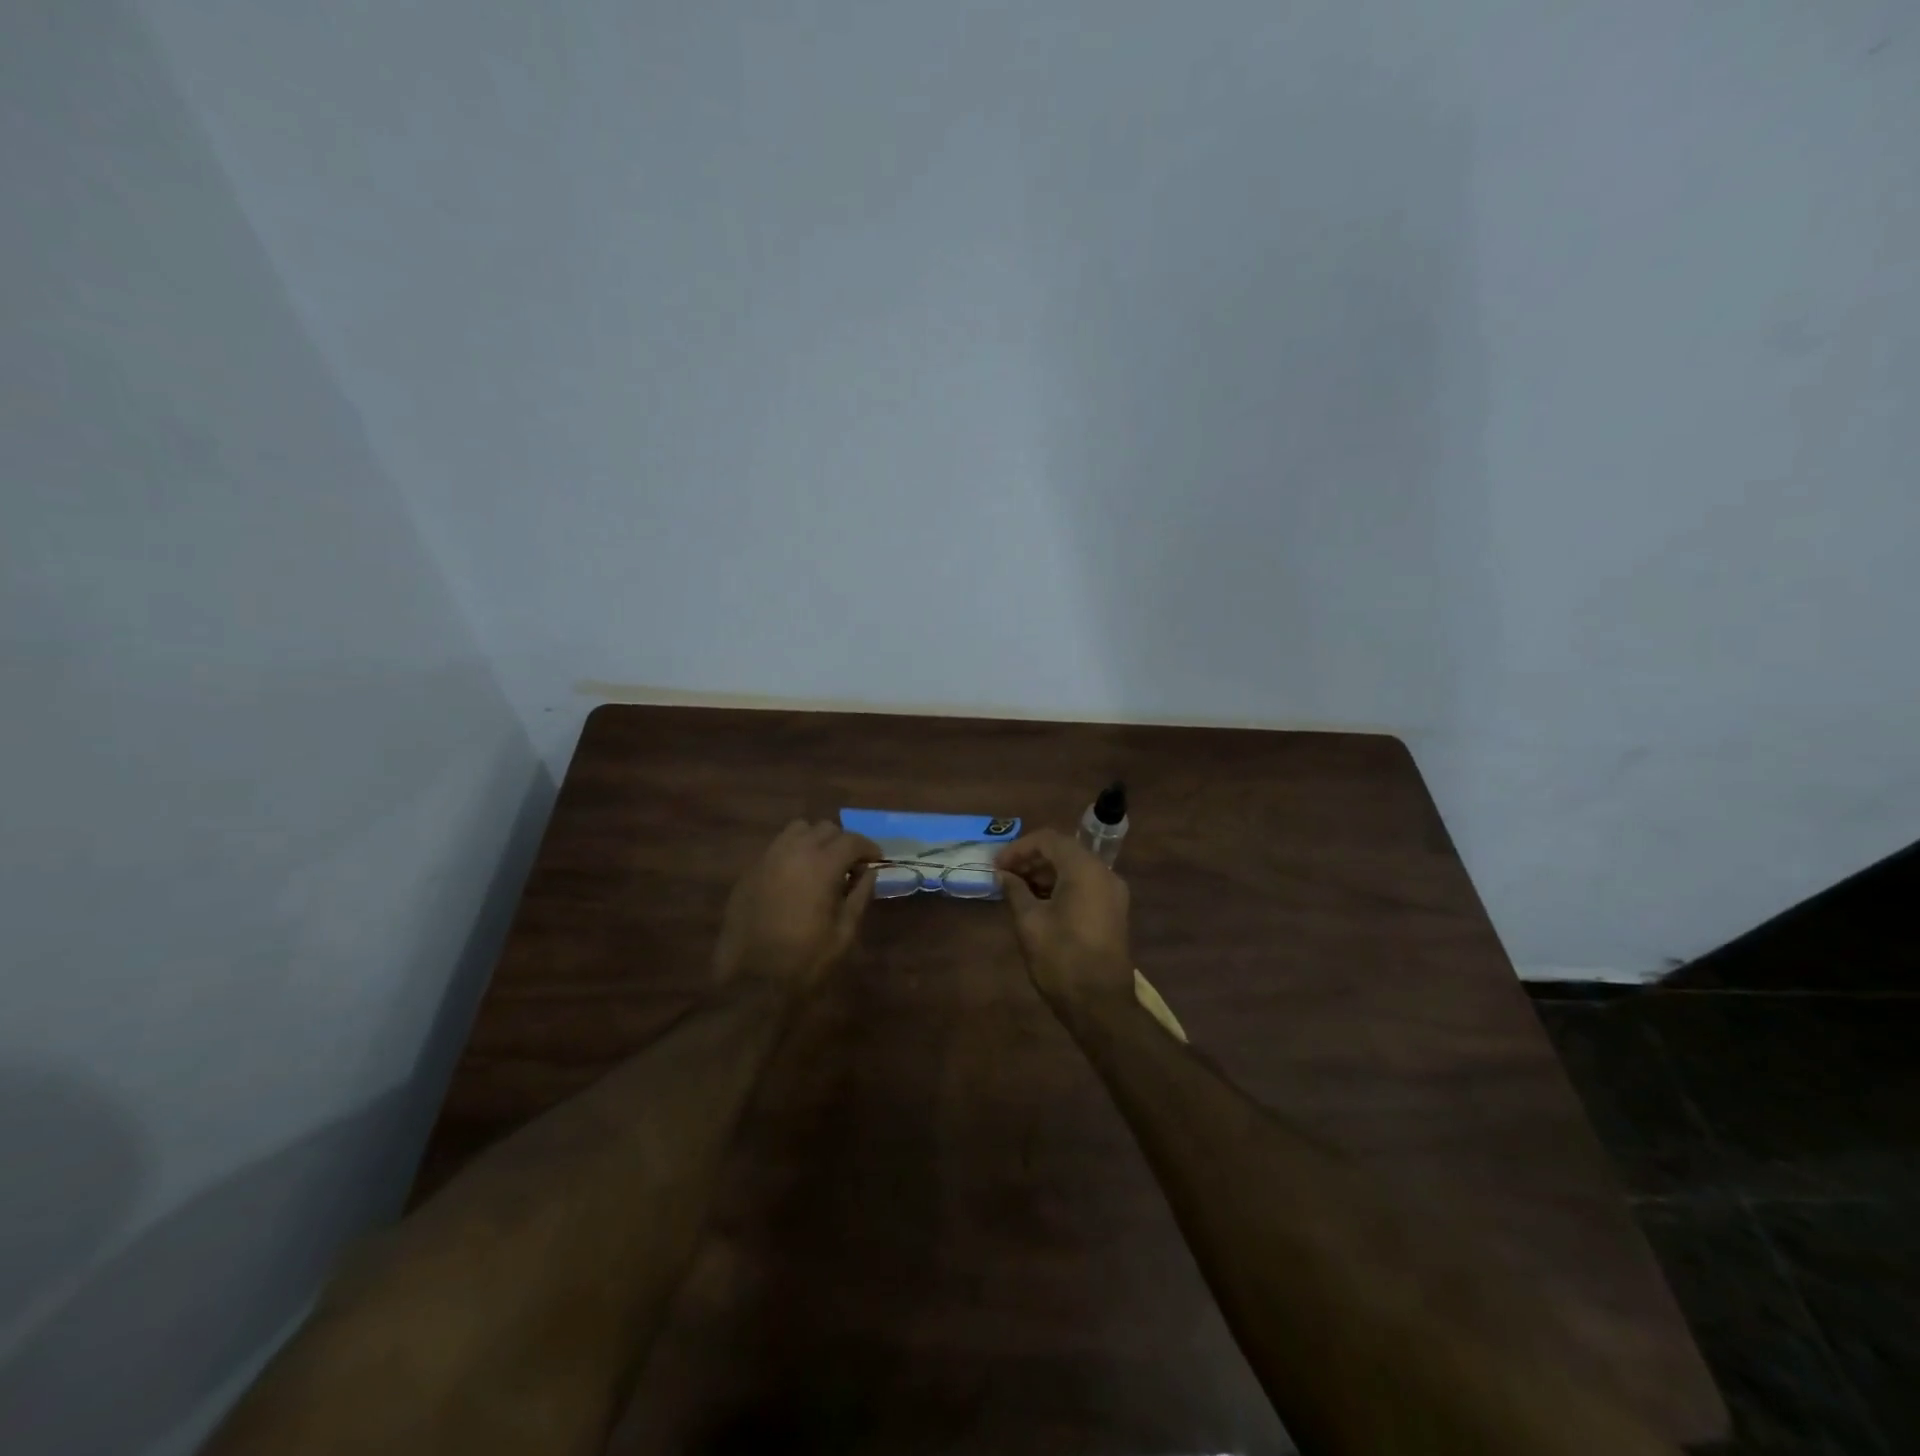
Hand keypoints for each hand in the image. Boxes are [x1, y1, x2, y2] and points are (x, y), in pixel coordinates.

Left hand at [713, 821, 880, 994]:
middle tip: (851, 866)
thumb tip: (869, 873)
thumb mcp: (844, 932)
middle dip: (843, 842)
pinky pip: (777, 848)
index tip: (877, 861)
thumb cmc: (805, 960)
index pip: (851, 840)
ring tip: (822, 865)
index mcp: (821, 865)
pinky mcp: (749, 872)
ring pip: (797, 830)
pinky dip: (793, 852)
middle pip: (825, 828)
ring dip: (815, 841)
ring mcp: (767, 859)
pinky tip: (796, 878)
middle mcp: (794, 852)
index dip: (869, 847)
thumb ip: (860, 896)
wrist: (751, 982)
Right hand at [994, 829, 1132, 1010]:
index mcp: (1085, 869)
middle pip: (1064, 851)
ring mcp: (1113, 893)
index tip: (996, 865)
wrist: (1100, 1004)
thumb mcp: (1030, 922)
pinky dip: (1061, 887)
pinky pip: (1084, 886)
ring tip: (1016, 890)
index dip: (1018, 848)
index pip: (1048, 840)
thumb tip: (1004, 875)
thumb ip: (1015, 890)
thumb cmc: (1061, 959)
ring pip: (1074, 869)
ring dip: (1045, 874)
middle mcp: (1104, 874)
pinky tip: (1038, 903)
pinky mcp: (1113, 912)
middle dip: (1031, 860)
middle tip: (1003, 875)